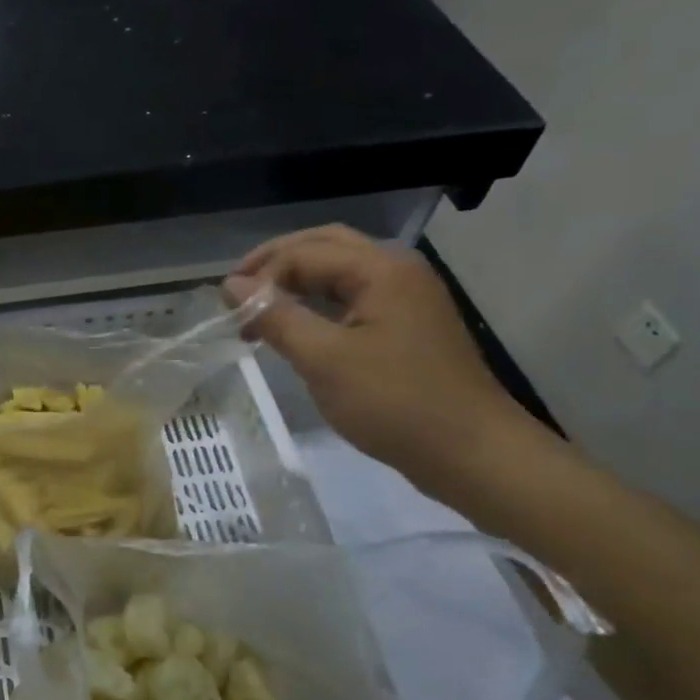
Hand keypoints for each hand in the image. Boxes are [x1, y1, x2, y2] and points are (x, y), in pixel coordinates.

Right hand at [224, 226, 547, 499]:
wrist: (472, 453)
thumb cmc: (395, 403)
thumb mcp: (324, 359)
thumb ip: (275, 316)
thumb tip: (231, 286)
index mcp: (381, 269)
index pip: (303, 253)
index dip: (260, 276)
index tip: (226, 311)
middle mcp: (397, 270)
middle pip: (325, 246)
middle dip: (276, 263)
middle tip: (238, 291)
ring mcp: (407, 298)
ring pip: (340, 271)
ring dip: (297, 282)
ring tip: (260, 309)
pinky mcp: (408, 326)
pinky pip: (354, 297)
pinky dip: (318, 304)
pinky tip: (298, 328)